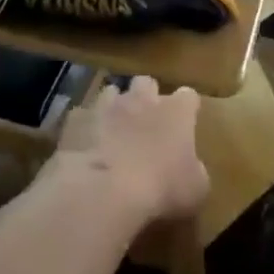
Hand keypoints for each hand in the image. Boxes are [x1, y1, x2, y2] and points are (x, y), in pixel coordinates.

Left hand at [47, 76, 208, 228]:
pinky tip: (87, 146)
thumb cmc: (162, 188)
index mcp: (177, 111)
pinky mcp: (78, 119)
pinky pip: (84, 115)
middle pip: (147, 83)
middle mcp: (143, 99)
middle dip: (147, 97)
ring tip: (114, 131)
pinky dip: (87, 127)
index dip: (186, 109)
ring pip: (112, 92)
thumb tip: (191, 170)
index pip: (188, 96)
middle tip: (146, 122)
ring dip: (115, 107)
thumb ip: (195, 171)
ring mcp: (107, 105)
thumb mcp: (196, 189)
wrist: (106, 190)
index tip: (185, 124)